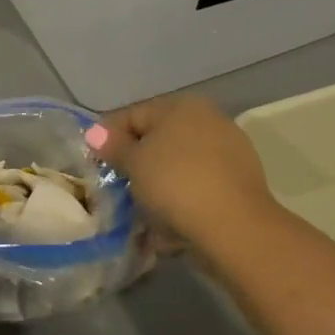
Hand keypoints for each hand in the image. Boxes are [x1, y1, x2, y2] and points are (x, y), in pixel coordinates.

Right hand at [88, 94, 275, 255]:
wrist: (236, 229)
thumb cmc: (176, 183)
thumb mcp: (134, 162)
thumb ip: (113, 146)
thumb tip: (95, 133)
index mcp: (182, 105)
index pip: (133, 115)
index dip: (109, 139)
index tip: (94, 165)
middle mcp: (209, 121)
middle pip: (158, 142)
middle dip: (136, 166)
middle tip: (116, 190)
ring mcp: (229, 153)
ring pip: (178, 168)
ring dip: (157, 188)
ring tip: (139, 215)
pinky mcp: (240, 186)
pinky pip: (197, 189)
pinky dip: (180, 203)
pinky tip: (165, 228)